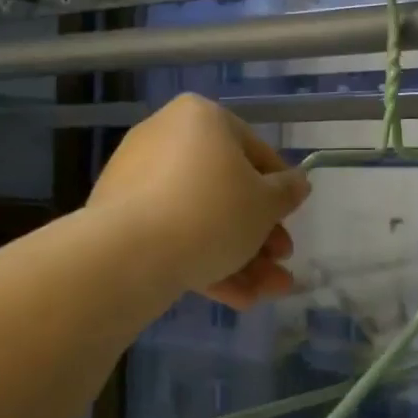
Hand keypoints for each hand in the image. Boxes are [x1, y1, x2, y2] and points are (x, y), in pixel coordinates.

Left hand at [88, 94, 310, 309]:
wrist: (131, 253)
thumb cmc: (213, 212)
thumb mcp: (267, 203)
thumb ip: (288, 191)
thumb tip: (298, 182)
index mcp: (202, 118)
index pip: (255, 152)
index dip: (280, 190)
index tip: (293, 219)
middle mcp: (166, 138)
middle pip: (226, 190)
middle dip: (259, 234)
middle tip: (280, 262)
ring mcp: (137, 178)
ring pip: (201, 218)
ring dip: (240, 257)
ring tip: (267, 292)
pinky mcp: (119, 217)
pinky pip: (172, 234)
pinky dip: (204, 261)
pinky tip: (237, 298)